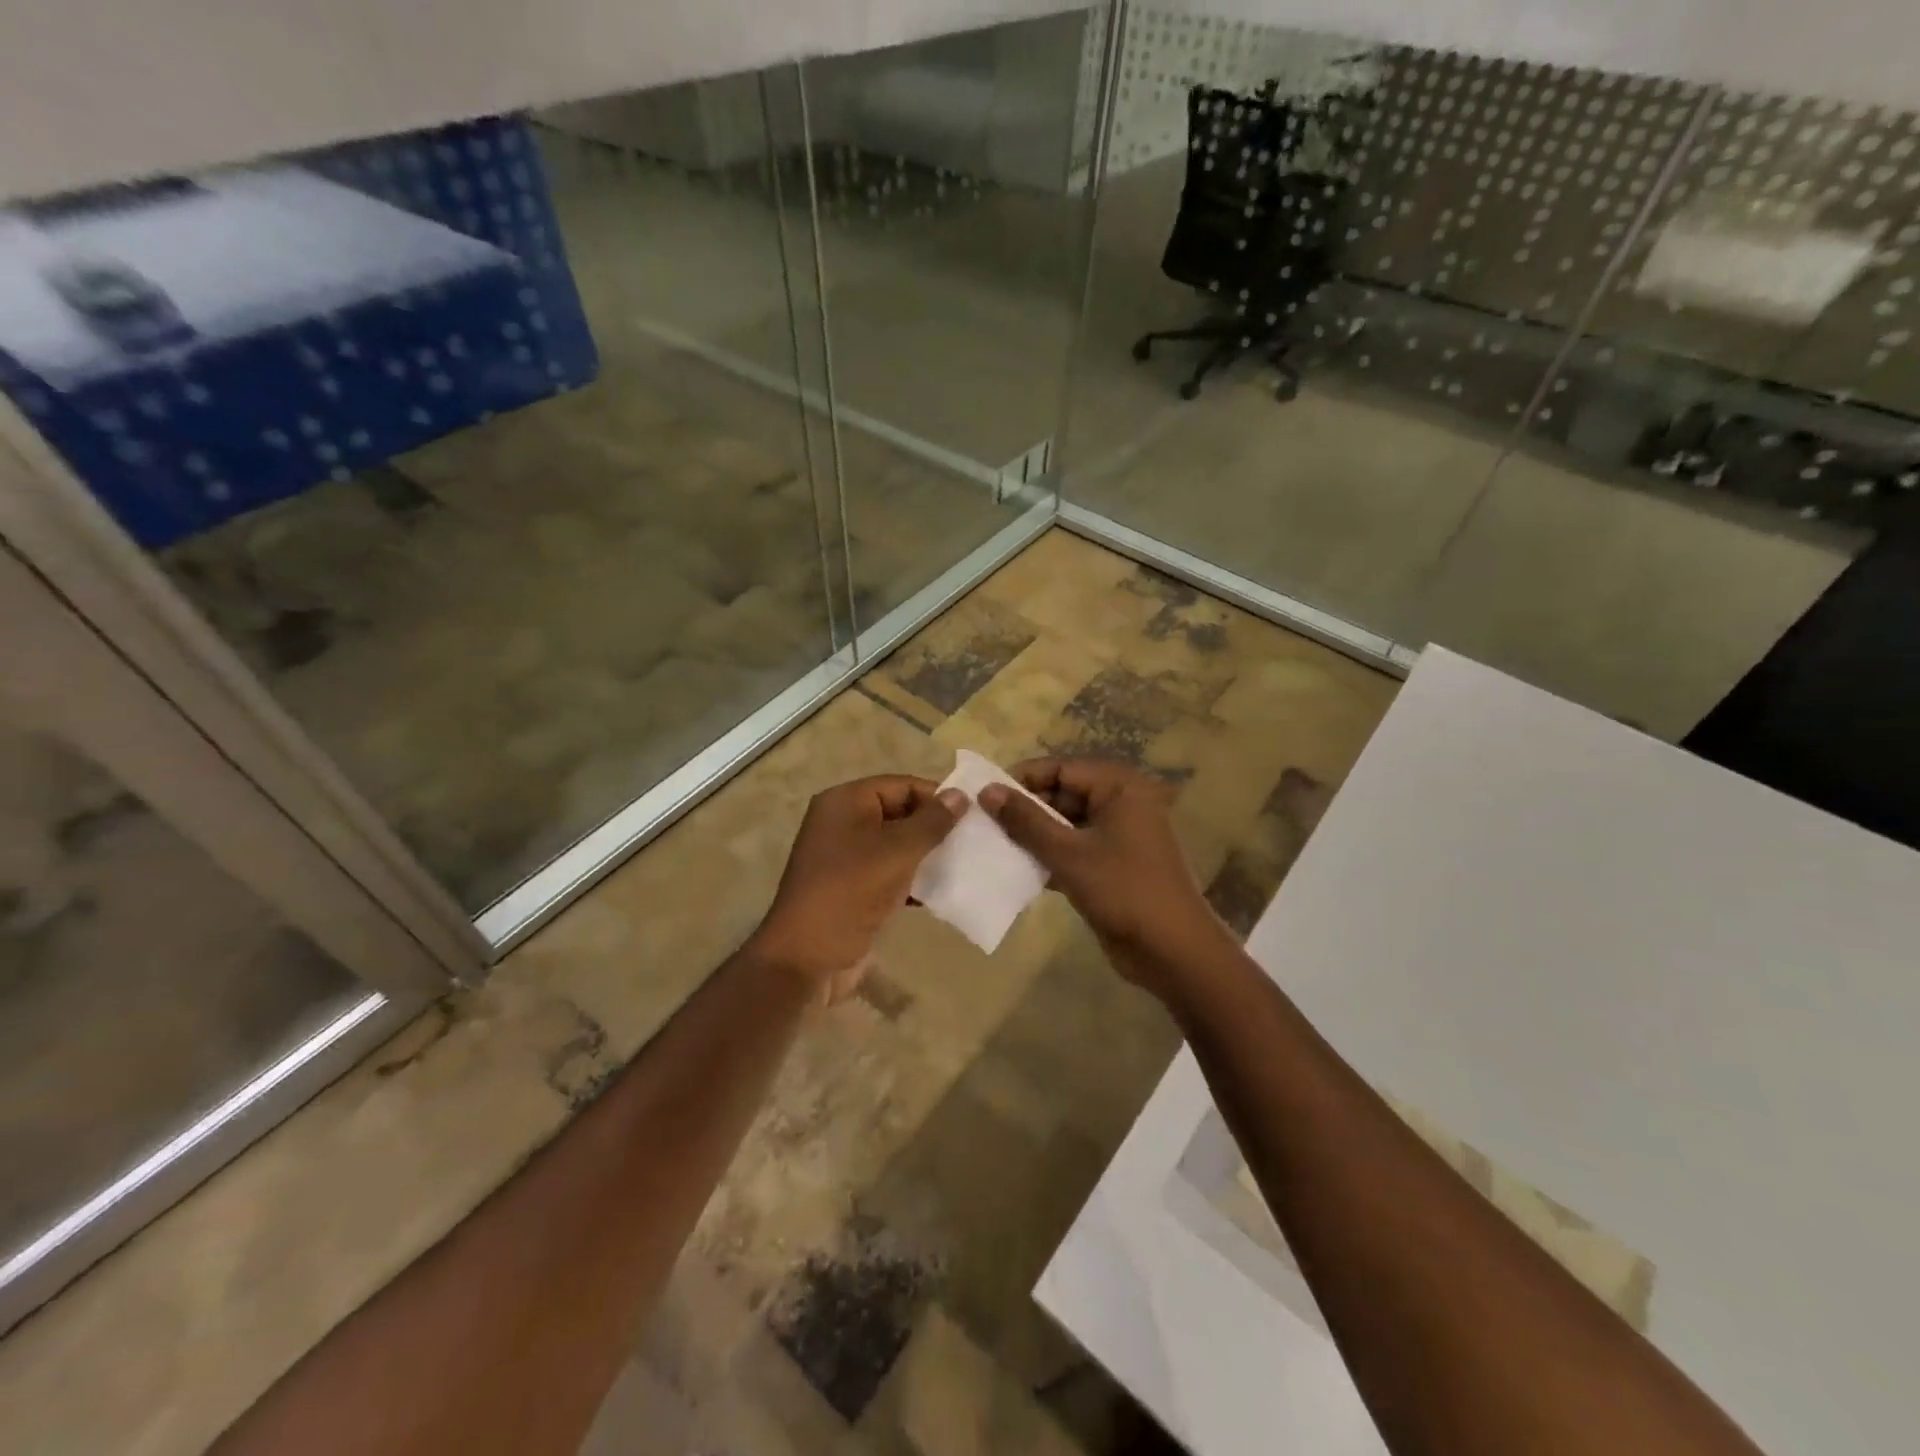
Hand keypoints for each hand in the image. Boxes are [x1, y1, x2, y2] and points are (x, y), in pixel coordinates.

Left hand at [747, 775, 966, 1000]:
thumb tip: (959, 795)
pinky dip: (912, 879)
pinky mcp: (851, 888)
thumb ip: (931, 823)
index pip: (900, 785)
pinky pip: (888, 873)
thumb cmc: (850, 892)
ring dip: (926, 855)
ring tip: (964, 866)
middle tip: (972, 842)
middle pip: (898, 813)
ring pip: (895, 846)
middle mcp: (841, 823)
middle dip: (934, 828)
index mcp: (845, 802)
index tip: (971, 817)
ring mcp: (844, 858)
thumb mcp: (897, 852)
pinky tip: (940, 892)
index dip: (935, 798)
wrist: (807, 959)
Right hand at [978, 757, 1231, 997]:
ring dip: (1034, 836)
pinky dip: (1050, 856)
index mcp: (1120, 787)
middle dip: (1026, 809)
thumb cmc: (1123, 891)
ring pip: (1066, 824)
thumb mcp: (1069, 854)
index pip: (1061, 768)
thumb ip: (1026, 821)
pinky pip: (1074, 849)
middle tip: (984, 822)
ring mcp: (1119, 836)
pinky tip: (1017, 870)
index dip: (1022, 779)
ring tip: (993, 845)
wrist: (1173, 951)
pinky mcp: (1113, 865)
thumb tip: (987, 791)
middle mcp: (1122, 803)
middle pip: (1063, 794)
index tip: (984, 795)